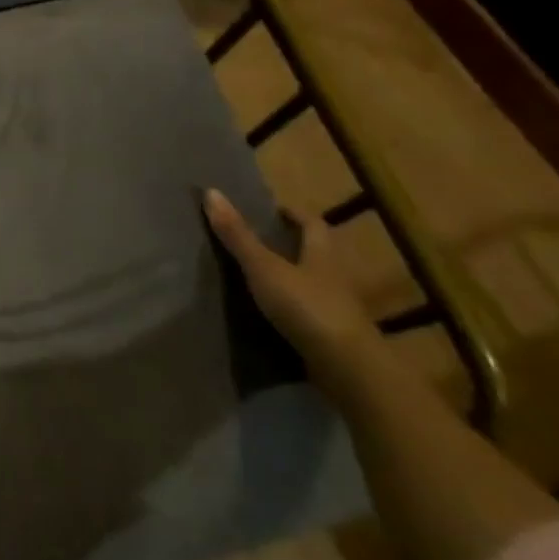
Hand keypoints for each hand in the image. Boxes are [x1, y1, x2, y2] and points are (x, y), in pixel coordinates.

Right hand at [203, 189, 373, 374]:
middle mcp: (334, 276)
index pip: (312, 223)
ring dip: (290, 277)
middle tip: (256, 241)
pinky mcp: (331, 335)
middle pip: (314, 252)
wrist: (346, 367)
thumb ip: (238, 235)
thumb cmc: (306, 306)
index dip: (293, 214)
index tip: (270, 211)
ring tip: (256, 276)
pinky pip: (308, 312)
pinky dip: (291, 307)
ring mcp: (336, 308)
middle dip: (290, 245)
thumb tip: (211, 192)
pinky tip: (269, 313)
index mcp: (322, 253)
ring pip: (311, 283)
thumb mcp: (264, 267)